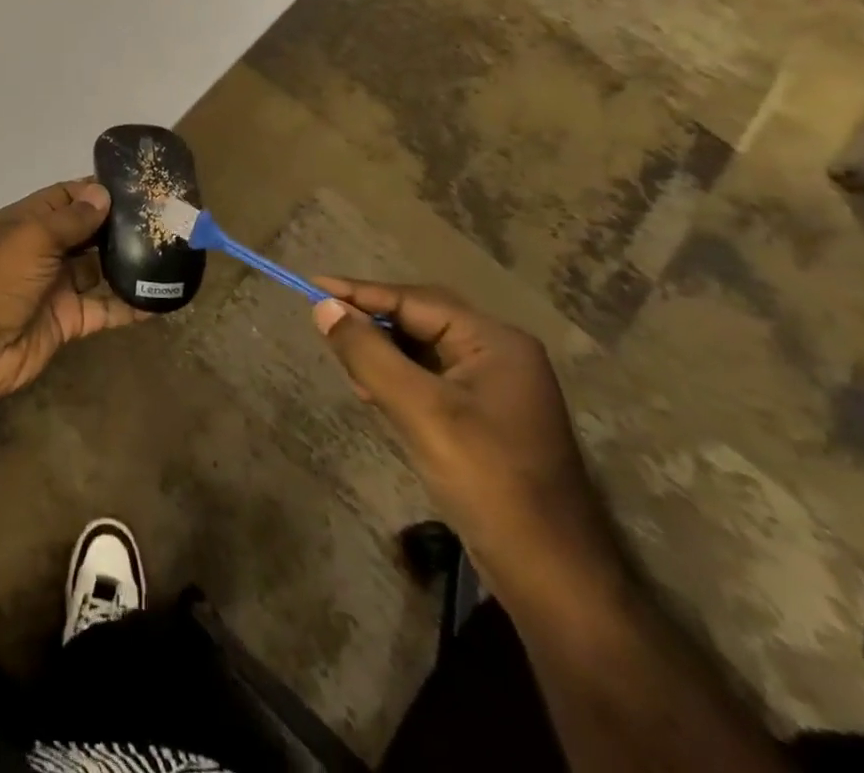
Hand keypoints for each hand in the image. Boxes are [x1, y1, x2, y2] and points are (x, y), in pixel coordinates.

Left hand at [0, 180, 144, 399]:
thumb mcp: (32, 238)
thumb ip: (70, 219)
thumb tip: (102, 193)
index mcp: (27, 222)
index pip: (66, 197)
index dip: (97, 190)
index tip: (138, 185)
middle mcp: (43, 249)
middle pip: (86, 232)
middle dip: (119, 225)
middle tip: (165, 218)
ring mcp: (57, 286)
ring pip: (99, 269)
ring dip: (128, 263)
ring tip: (170, 253)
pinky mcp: (69, 320)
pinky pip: (104, 308)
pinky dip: (129, 305)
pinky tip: (160, 300)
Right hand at [313, 280, 620, 603]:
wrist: (552, 577)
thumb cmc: (488, 480)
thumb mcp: (420, 410)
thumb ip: (369, 353)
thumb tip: (324, 307)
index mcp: (496, 342)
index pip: (415, 301)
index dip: (360, 292)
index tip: (311, 286)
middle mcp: (499, 355)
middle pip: (421, 319)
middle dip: (372, 321)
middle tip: (323, 321)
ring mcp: (494, 388)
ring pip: (422, 350)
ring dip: (382, 352)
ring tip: (344, 361)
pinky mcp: (484, 418)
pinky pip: (430, 379)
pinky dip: (397, 378)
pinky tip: (373, 391)